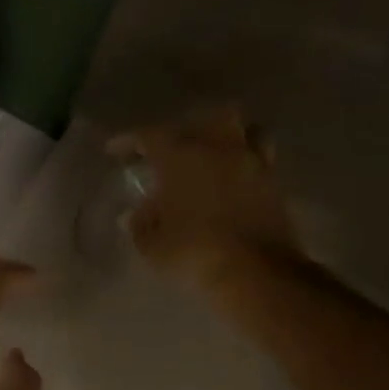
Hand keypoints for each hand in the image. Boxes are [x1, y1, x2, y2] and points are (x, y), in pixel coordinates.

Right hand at [108, 106, 302, 290]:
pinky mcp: (274, 184)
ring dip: (226, 138)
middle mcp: (219, 149)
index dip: (129, 140)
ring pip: (244, 130)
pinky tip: (233, 180)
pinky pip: (260, 159)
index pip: (150, 136)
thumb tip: (136, 214)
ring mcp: (252, 163)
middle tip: (172, 149)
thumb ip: (141, 224)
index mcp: (182, 157)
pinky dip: (245, 162)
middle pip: (206, 118)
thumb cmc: (193, 252)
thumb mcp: (152, 245)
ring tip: (211, 156)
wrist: (255, 271)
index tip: (114, 150)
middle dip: (186, 128)